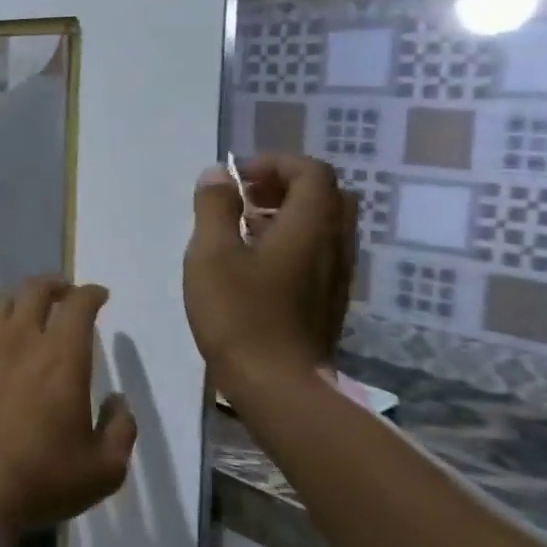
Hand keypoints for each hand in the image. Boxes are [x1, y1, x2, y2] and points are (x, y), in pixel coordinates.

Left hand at [0, 278, 136, 535]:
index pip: (79, 306)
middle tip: (64, 292)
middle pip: (35, 290)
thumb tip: (118, 402)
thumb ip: (120, 430)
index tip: (99, 295)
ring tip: (28, 312)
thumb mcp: (103, 469)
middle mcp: (20, 340)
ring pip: (0, 305)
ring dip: (19, 301)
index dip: (91, 294)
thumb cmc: (41, 478)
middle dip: (54, 284)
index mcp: (61, 357)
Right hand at [183, 155, 356, 398]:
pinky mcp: (327, 301)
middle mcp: (334, 245)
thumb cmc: (239, 313)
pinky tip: (254, 264)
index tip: (237, 176)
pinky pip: (318, 253)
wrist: (277, 384)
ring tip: (242, 227)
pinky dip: (291, 241)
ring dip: (288, 213)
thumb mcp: (211, 253)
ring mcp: (335, 276)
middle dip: (286, 184)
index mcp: (310, 226)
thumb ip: (214, 207)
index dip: (276, 163)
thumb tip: (218, 174)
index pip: (312, 172)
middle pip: (327, 195)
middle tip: (245, 195)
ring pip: (324, 226)